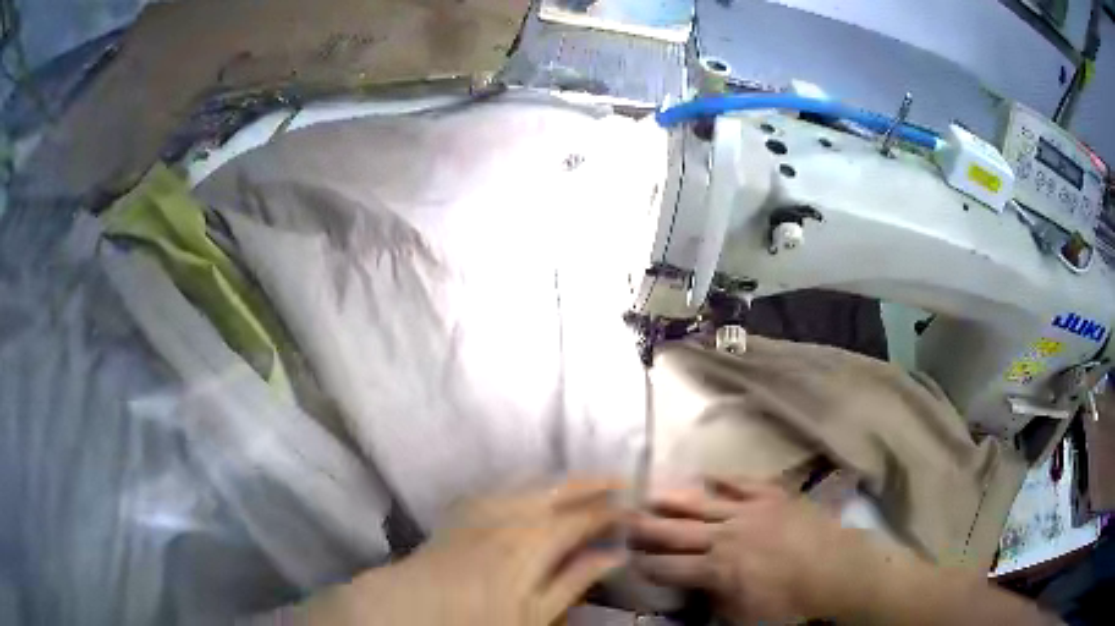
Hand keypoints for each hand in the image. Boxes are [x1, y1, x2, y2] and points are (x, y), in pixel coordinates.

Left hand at [296, 479, 624, 625]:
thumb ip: (575, 580)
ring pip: (532, 483)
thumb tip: (614, 556)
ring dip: (562, 480)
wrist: (410, 607)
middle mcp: (511, 514)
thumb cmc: (480, 620)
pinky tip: (531, 491)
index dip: (611, 510)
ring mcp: (483, 508)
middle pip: (559, 489)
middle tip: (619, 479)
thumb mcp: (537, 613)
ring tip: (583, 483)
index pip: (584, 516)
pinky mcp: (462, 511)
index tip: (633, 506)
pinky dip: (528, 485)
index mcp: (535, 541)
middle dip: (592, 482)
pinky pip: (504, 487)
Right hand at [630, 478, 880, 623]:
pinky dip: (723, 479)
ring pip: (702, 503)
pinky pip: (742, 484)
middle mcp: (724, 537)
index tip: (626, 559)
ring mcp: (749, 512)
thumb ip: (714, 604)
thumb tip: (695, 593)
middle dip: (645, 527)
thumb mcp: (745, 619)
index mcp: (716, 571)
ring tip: (650, 493)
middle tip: (621, 518)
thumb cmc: (792, 605)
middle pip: (676, 531)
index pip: (667, 568)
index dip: (644, 564)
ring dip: (674, 500)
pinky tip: (708, 474)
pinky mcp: (772, 496)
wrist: (838, 571)